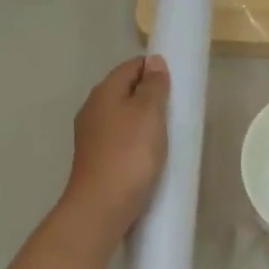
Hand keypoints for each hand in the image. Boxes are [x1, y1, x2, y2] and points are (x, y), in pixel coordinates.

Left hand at [61, 56, 170, 240]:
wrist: (102, 206)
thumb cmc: (130, 155)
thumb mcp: (148, 113)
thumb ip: (152, 86)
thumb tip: (153, 61)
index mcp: (104, 92)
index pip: (130, 67)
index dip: (153, 69)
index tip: (176, 83)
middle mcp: (92, 110)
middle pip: (124, 91)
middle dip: (148, 95)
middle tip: (176, 109)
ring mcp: (91, 137)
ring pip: (121, 117)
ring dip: (142, 120)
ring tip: (166, 133)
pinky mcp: (96, 160)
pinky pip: (119, 140)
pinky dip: (135, 141)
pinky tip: (148, 155)